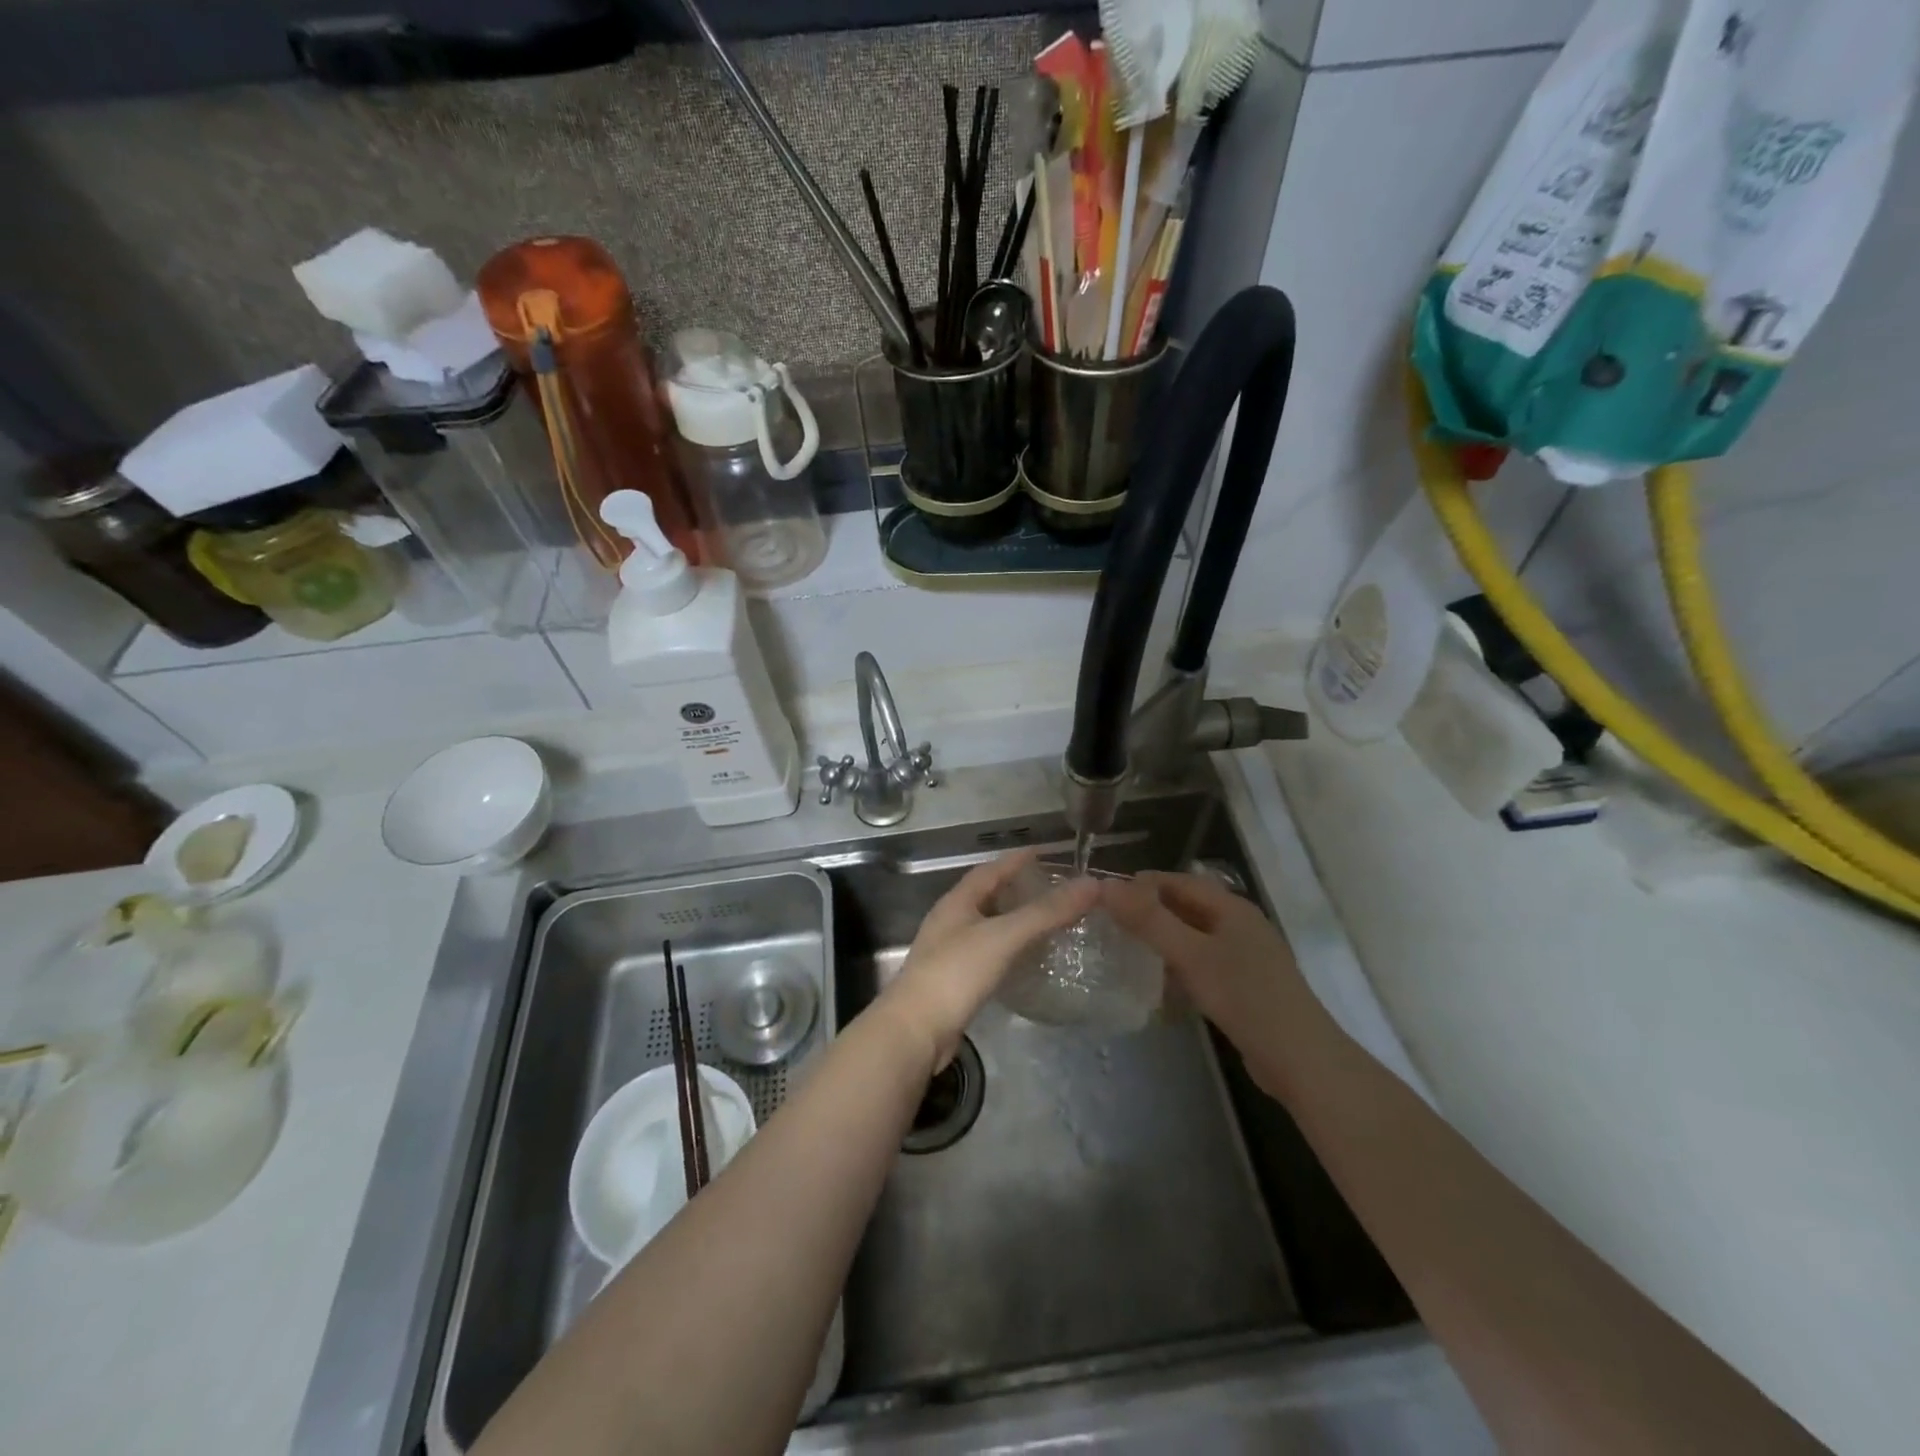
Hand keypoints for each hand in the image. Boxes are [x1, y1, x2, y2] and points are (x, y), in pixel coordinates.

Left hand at [878, 850, 1099, 1070]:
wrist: (916, 1031)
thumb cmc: (956, 973)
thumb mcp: (1004, 936)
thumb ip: (1046, 912)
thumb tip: (1091, 884)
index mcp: (957, 902)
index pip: (990, 870)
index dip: (1016, 860)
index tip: (1044, 853)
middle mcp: (950, 921)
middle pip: (987, 896)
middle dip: (1017, 889)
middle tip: (1052, 889)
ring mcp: (949, 952)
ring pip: (988, 926)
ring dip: (1014, 920)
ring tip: (1047, 921)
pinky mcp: (955, 981)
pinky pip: (988, 954)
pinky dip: (1009, 950)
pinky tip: (1026, 960)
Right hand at [1103, 871, 1321, 1097]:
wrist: (1301, 1060)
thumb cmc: (1245, 997)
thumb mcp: (1191, 955)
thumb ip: (1149, 920)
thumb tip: (1106, 887)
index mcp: (1231, 907)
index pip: (1177, 880)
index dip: (1140, 884)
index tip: (1103, 898)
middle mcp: (1238, 924)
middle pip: (1185, 906)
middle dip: (1148, 912)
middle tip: (1108, 925)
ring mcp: (1244, 956)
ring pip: (1192, 936)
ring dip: (1161, 940)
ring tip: (1125, 951)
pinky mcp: (1243, 985)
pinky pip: (1201, 963)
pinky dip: (1178, 965)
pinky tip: (1159, 983)